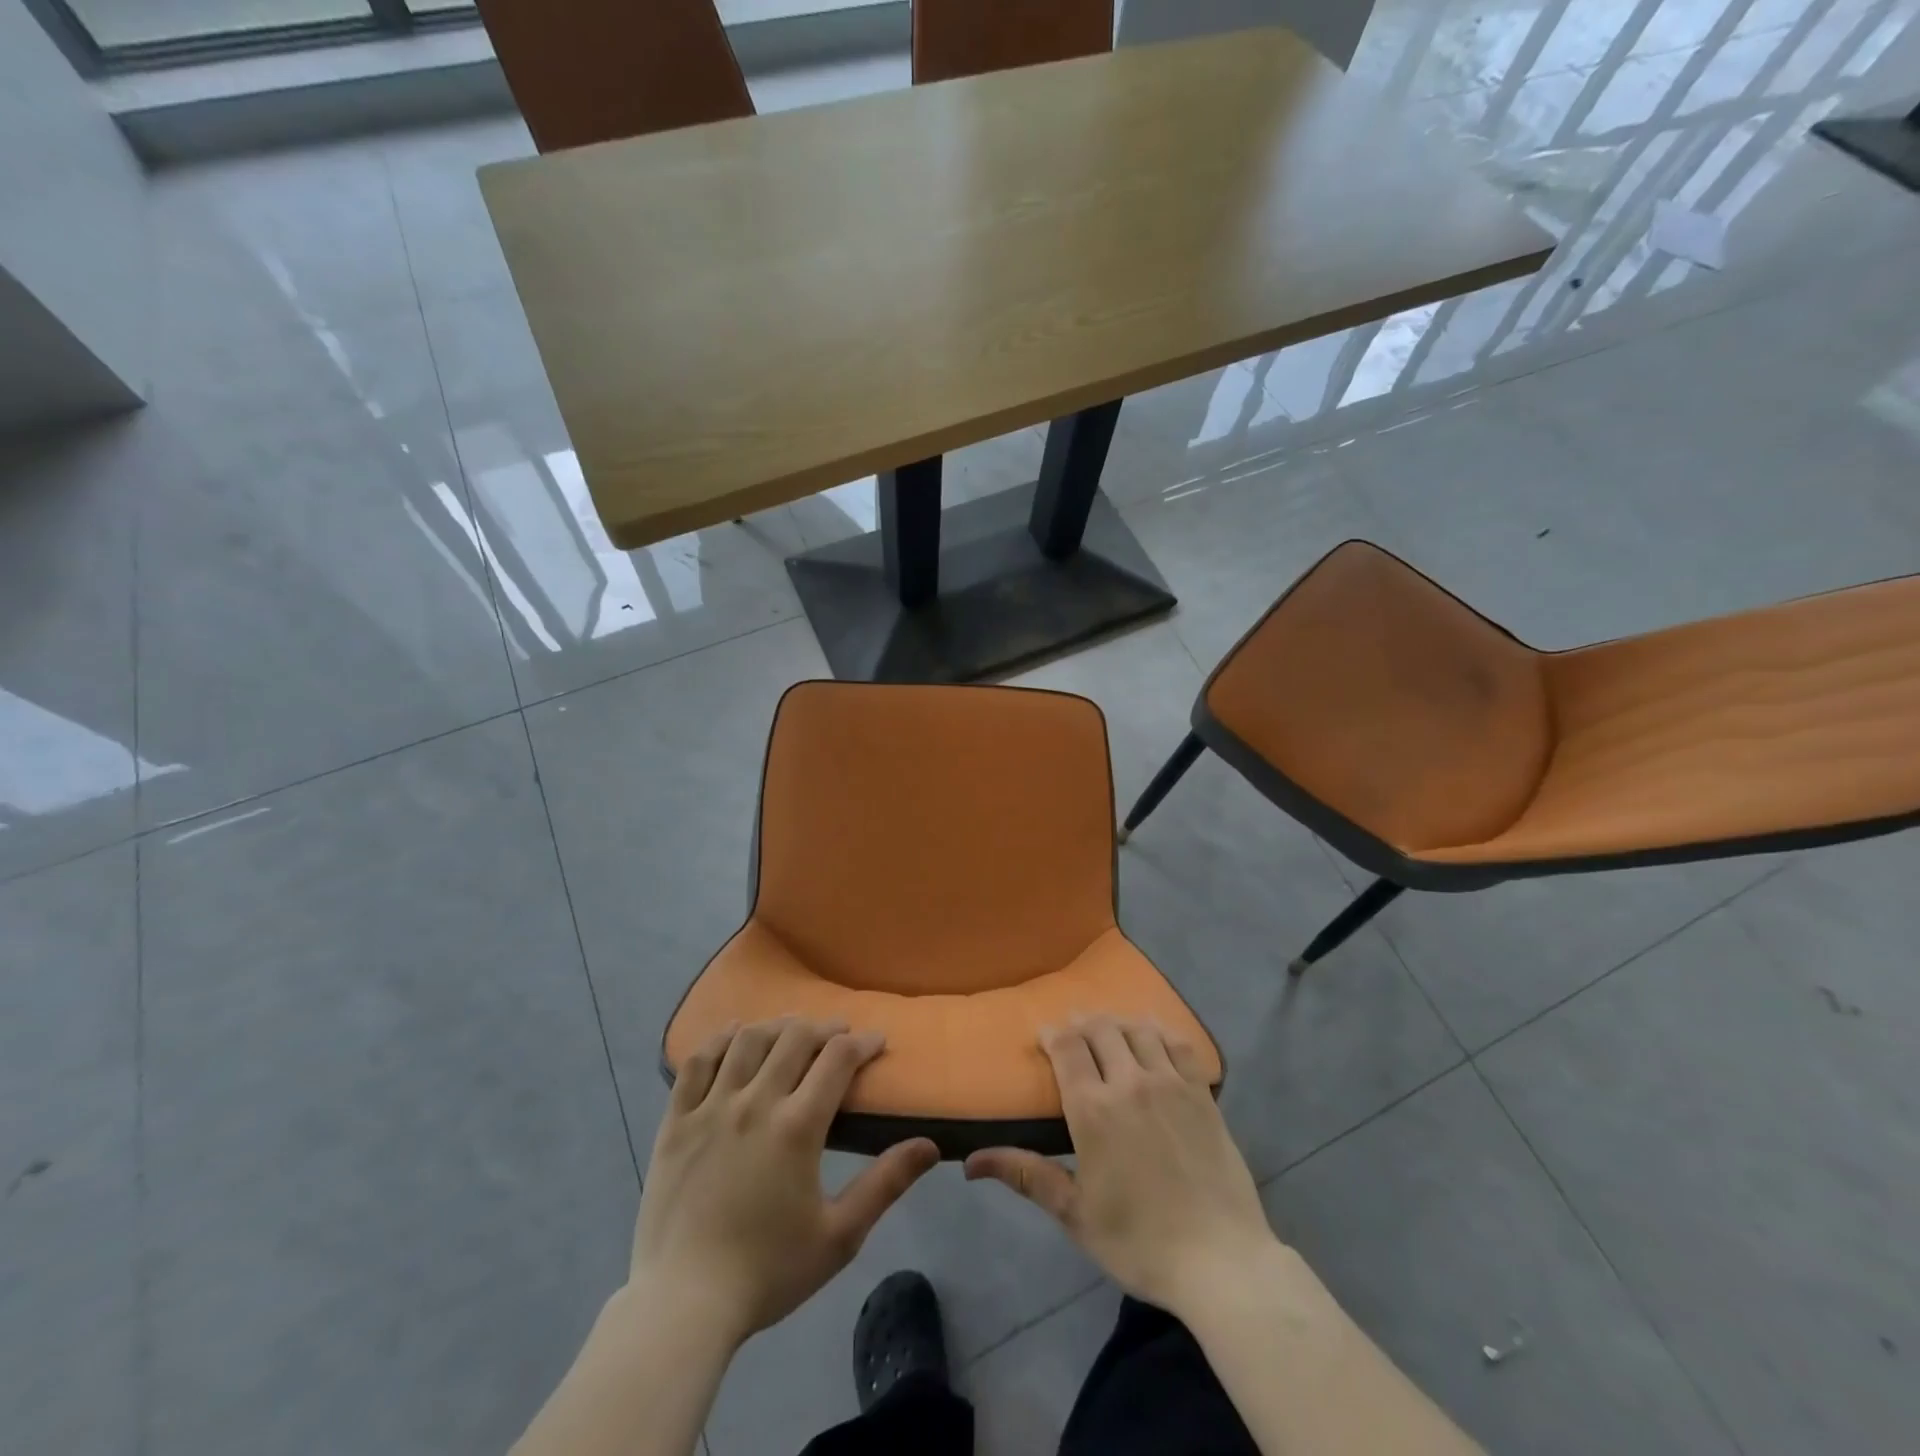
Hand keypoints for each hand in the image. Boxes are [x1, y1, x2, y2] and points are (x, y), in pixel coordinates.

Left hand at [632, 1018, 938, 1346]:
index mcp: (797, 1126)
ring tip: (792, 1031)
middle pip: (795, 1038)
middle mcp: (755, 1102)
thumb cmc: (768, 1272)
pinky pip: (697, 1063)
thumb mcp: (840, 1236)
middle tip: (838, 1035)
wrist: (682, 1306)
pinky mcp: (676, 1122)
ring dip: (777, 1026)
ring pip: (748, 1041)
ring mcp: (710, 1108)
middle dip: (824, 1027)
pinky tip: (734, 1033)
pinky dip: (719, 1040)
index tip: (876, 1042)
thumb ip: (886, 1184)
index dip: (862, 1042)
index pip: (838, 1059)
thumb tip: (930, 1146)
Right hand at [965, 1015, 1278, 1321]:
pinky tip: (1153, 1038)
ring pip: (1138, 1029)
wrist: (1220, 1262)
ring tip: (1110, 1033)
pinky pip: (1178, 1044)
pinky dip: (1159, 1032)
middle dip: (1081, 1024)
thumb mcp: (1075, 1215)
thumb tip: (970, 1161)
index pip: (1067, 1047)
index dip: (1052, 1033)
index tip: (1044, 1037)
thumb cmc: (1139, 1242)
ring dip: (1118, 1024)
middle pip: (1100, 1029)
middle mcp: (1130, 1082)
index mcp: (1093, 1109)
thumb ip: (1026, 1175)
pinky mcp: (1202, 1093)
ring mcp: (1170, 1084)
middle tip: (1074, 1036)